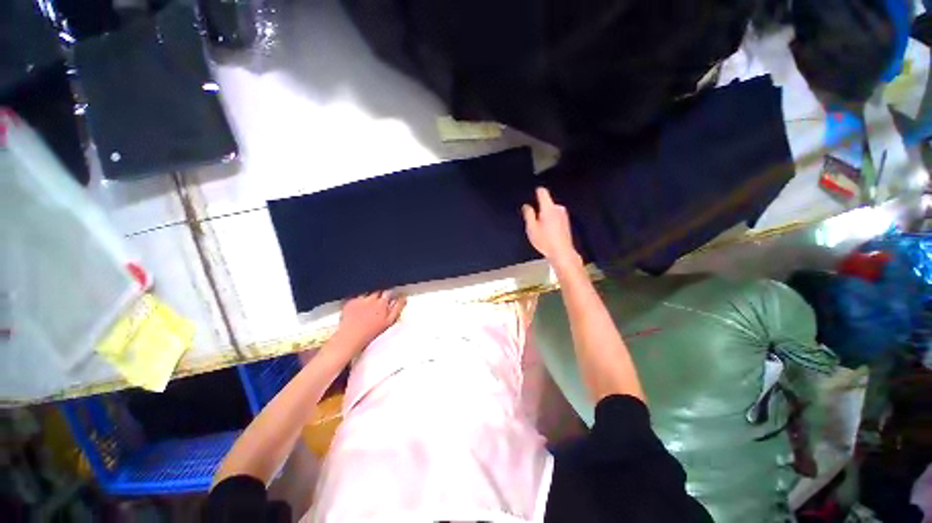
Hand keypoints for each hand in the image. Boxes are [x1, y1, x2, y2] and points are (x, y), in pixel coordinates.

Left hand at [335, 291, 405, 349]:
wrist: (351, 337)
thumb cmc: (371, 331)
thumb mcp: (389, 321)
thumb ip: (398, 308)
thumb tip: (403, 298)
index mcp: (382, 303)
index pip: (389, 291)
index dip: (390, 293)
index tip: (391, 296)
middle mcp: (371, 298)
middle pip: (378, 290)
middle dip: (380, 292)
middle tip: (380, 299)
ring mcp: (359, 299)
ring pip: (368, 291)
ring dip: (370, 293)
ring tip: (369, 302)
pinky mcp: (349, 301)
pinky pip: (356, 294)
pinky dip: (358, 296)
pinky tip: (359, 304)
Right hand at [522, 187, 581, 268]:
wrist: (562, 252)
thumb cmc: (545, 241)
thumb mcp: (531, 228)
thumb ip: (528, 214)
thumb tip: (526, 206)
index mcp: (548, 208)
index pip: (542, 192)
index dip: (536, 192)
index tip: (531, 195)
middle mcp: (558, 208)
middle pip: (546, 203)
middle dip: (539, 209)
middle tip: (534, 223)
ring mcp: (563, 215)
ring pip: (550, 210)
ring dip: (545, 216)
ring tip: (541, 230)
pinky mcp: (566, 221)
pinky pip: (555, 216)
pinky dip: (551, 221)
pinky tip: (548, 233)